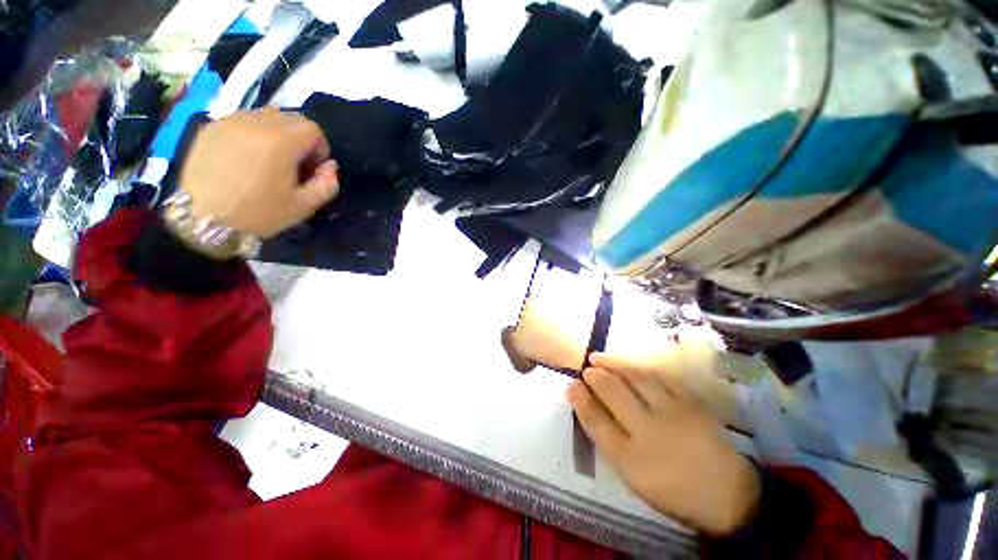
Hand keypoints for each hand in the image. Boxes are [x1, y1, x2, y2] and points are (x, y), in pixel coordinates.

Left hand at [179, 108, 339, 238]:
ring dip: (277, 134)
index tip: (313, 168)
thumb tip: (330, 166)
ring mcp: (229, 121)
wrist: (202, 219)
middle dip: (300, 139)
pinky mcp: (211, 127)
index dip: (320, 148)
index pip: (312, 128)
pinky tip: (248, 158)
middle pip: (290, 118)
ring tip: (270, 160)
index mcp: (279, 142)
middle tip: (295, 164)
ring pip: (266, 116)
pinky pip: (243, 121)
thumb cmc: (258, 214)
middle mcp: (254, 122)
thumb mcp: (304, 206)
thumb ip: (327, 184)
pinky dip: (254, 134)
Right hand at [566, 353, 760, 535]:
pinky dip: (640, 366)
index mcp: (632, 457)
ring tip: (599, 358)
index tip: (571, 385)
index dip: (580, 398)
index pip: (596, 420)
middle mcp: (650, 430)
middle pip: (613, 391)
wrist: (726, 494)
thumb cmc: (671, 487)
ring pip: (635, 377)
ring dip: (614, 363)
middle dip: (594, 375)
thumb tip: (585, 404)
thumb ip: (607, 437)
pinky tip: (631, 365)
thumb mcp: (631, 473)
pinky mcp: (692, 402)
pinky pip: (660, 376)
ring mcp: (674, 412)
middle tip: (586, 368)